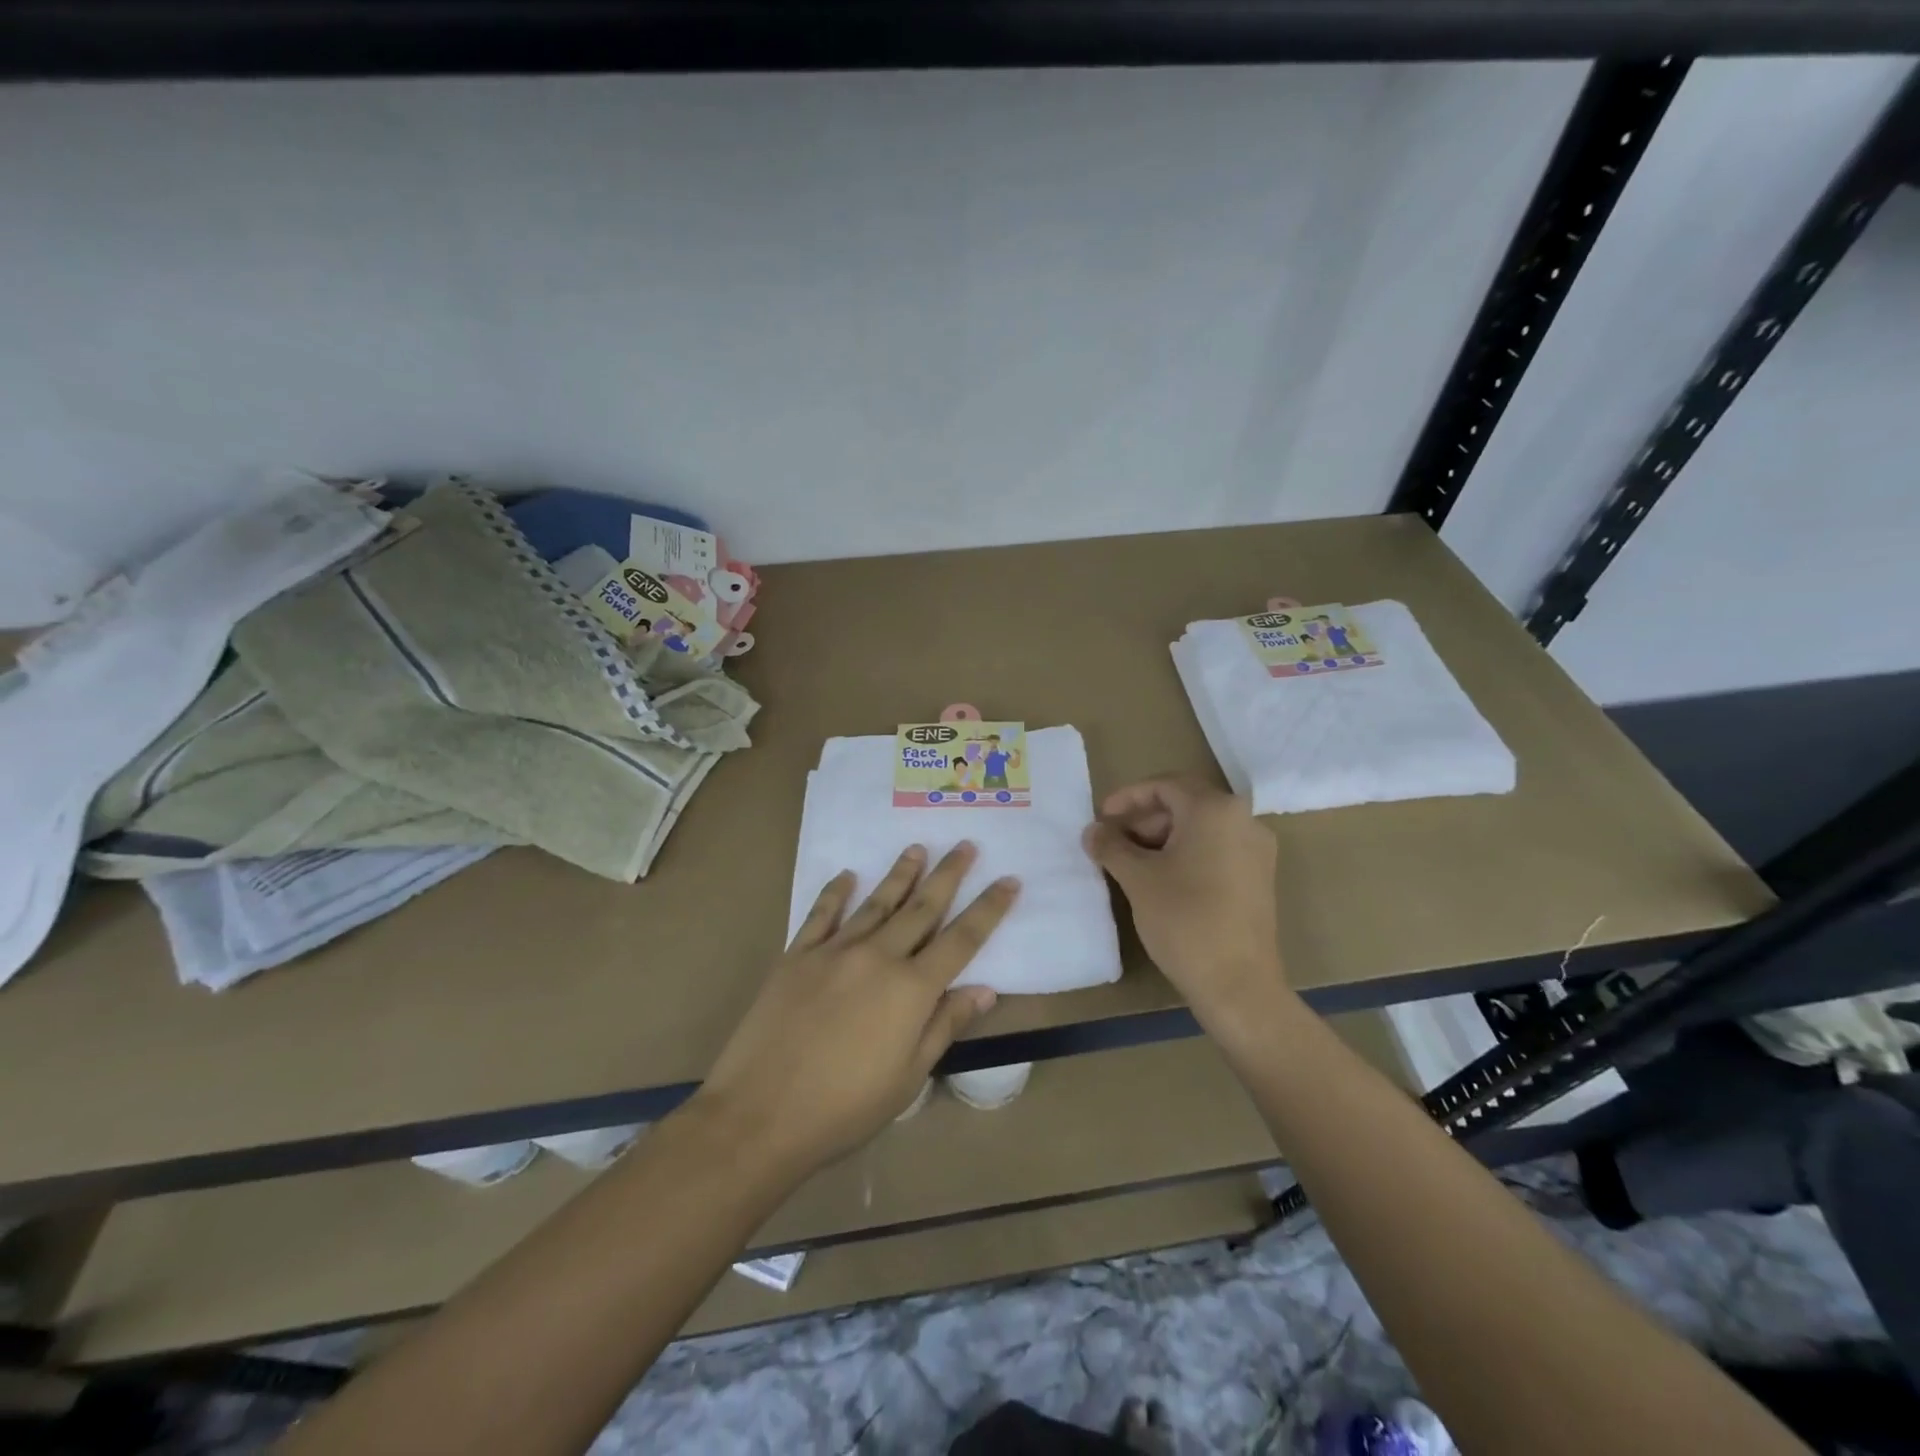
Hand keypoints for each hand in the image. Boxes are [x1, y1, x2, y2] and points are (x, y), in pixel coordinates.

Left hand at [692, 843, 1017, 1181]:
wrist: (760, 1114)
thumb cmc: (844, 1108)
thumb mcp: (908, 1078)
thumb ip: (945, 1026)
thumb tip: (984, 989)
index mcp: (911, 989)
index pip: (962, 939)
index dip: (989, 909)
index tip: (1009, 880)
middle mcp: (878, 957)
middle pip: (922, 907)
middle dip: (948, 875)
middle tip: (966, 845)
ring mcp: (834, 951)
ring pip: (876, 902)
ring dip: (901, 874)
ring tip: (917, 848)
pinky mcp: (796, 956)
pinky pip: (821, 914)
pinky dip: (836, 893)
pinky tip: (846, 875)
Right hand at [1082, 776, 1292, 1038]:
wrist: (1238, 984)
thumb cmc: (1184, 920)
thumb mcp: (1138, 878)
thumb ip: (1111, 846)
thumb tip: (1092, 830)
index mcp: (1215, 810)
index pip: (1164, 786)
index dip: (1127, 797)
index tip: (1100, 817)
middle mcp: (1244, 819)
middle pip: (1185, 803)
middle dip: (1144, 817)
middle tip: (1113, 840)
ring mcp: (1257, 849)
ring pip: (1201, 827)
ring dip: (1163, 836)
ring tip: (1131, 861)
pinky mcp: (1259, 877)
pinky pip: (1217, 848)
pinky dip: (1186, 852)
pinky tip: (1161, 878)